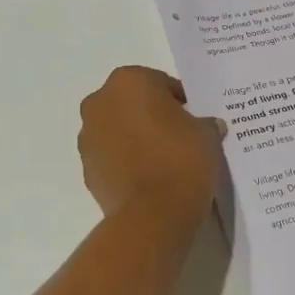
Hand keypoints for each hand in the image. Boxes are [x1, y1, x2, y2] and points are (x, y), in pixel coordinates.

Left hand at [77, 66, 224, 224]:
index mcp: (129, 81)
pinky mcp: (86, 169)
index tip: (194, 118)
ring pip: (117, 129)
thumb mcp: (207, 133)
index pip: (160, 83)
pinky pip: (111, 157)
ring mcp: (88, 137)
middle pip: (132, 103)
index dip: (180, 100)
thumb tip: (206, 126)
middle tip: (178, 135)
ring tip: (163, 159)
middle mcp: (100, 102)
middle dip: (151, 115)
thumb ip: (204, 122)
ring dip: (135, 137)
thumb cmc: (181, 158)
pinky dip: (125, 161)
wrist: (153, 213)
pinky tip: (148, 177)